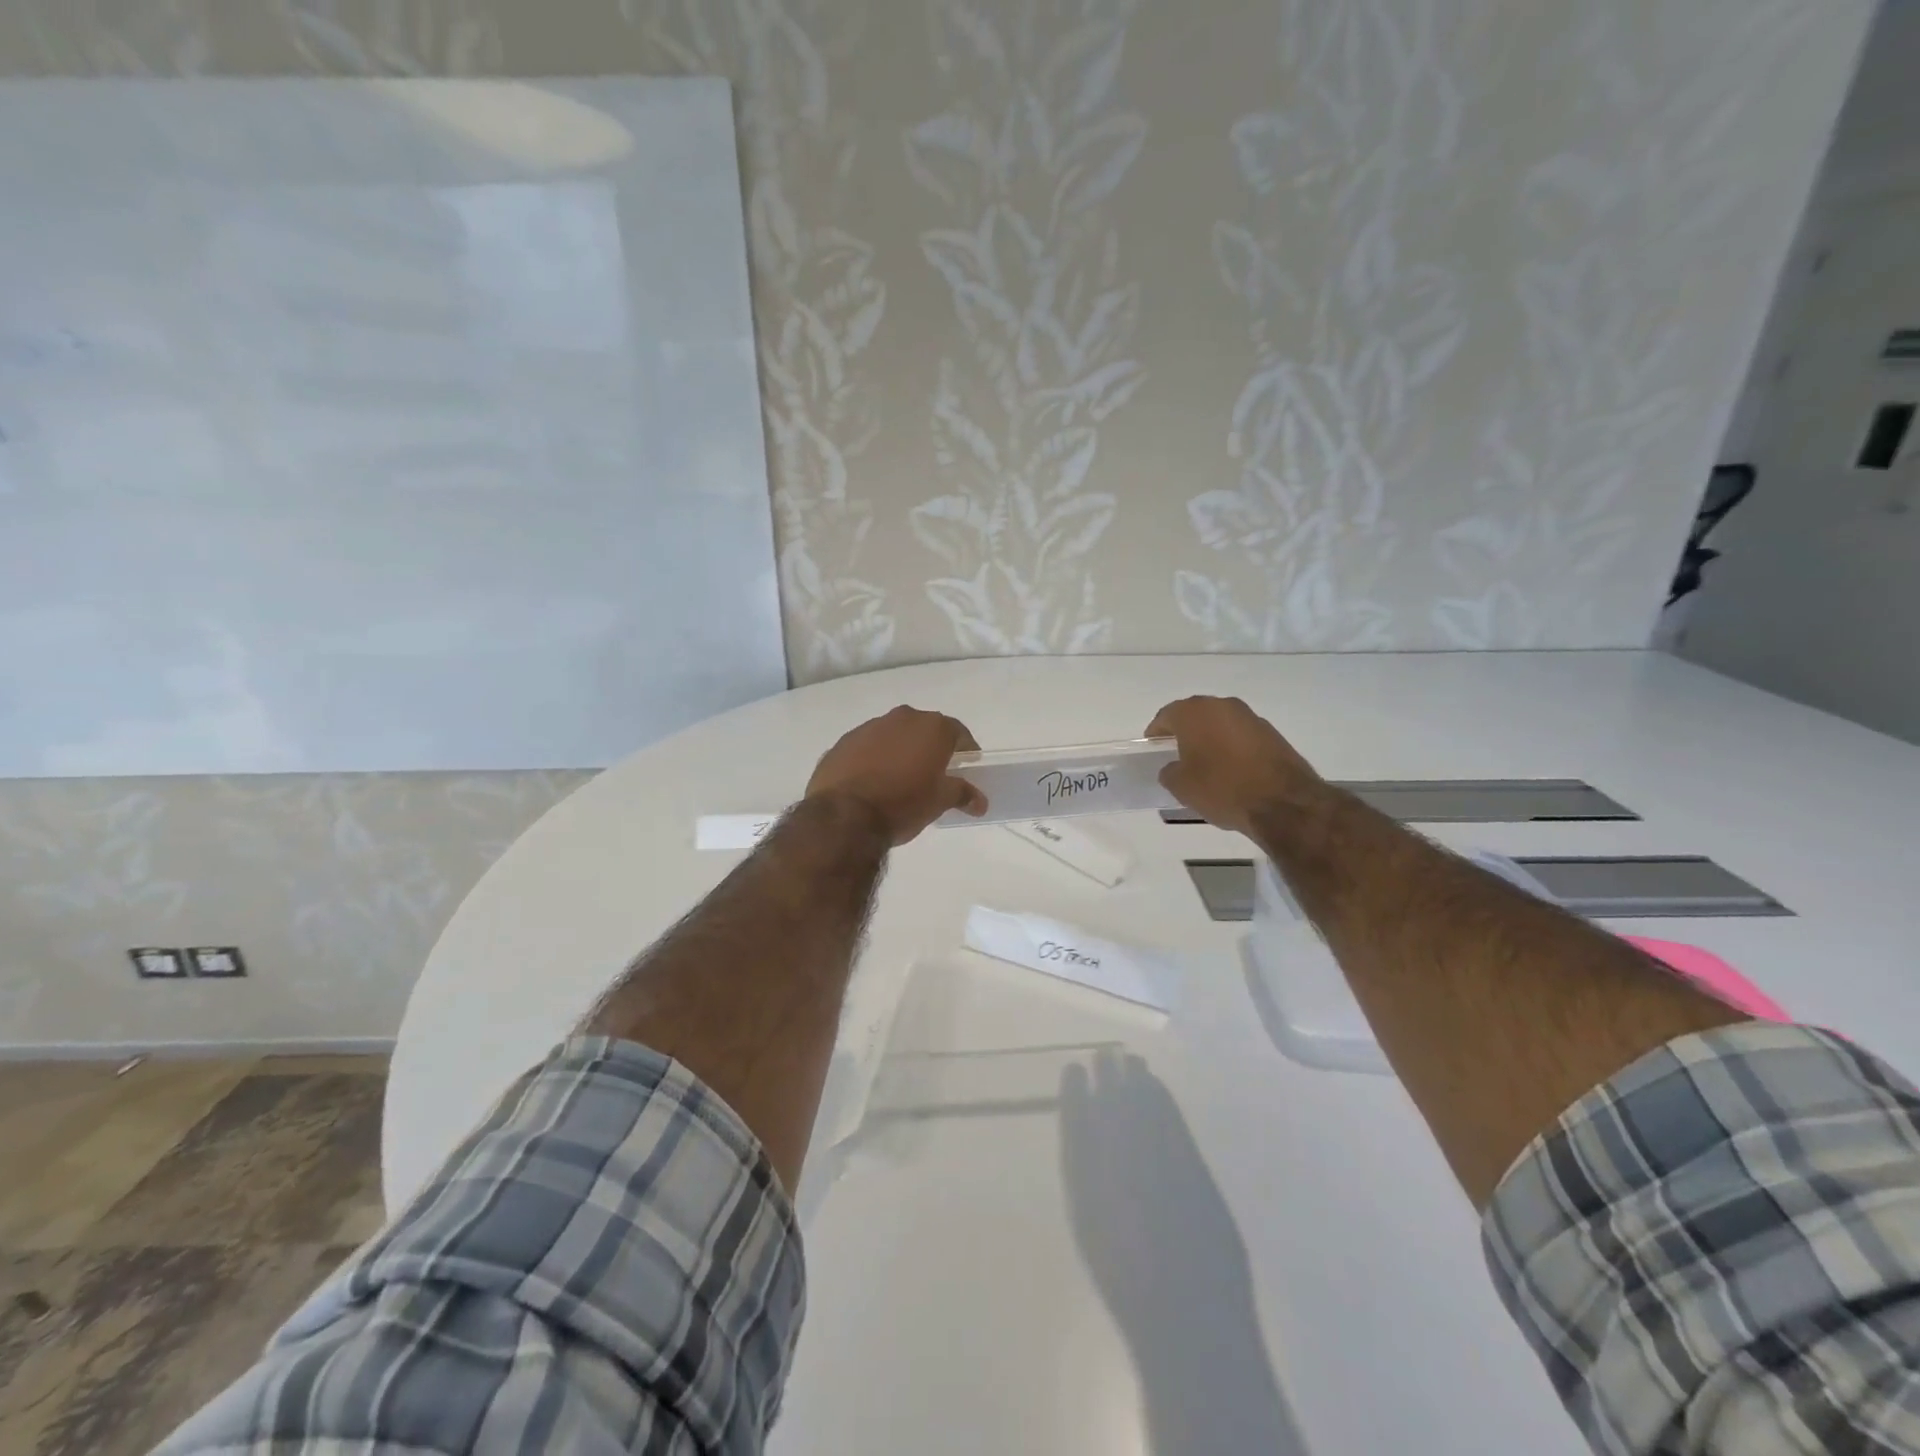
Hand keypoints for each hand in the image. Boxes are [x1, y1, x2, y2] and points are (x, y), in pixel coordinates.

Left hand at [805, 705, 987, 844]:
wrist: (844, 815)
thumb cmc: (903, 804)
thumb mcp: (939, 801)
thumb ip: (962, 794)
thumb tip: (980, 801)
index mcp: (931, 728)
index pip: (957, 732)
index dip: (965, 748)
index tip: (967, 764)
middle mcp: (901, 718)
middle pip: (923, 729)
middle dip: (930, 747)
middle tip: (934, 772)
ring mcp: (868, 727)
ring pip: (893, 735)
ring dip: (899, 751)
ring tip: (900, 779)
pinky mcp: (842, 742)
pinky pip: (866, 747)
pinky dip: (873, 758)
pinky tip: (872, 782)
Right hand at [1144, 696, 1322, 835]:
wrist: (1283, 802)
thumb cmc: (1222, 788)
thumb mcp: (1182, 787)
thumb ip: (1170, 772)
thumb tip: (1173, 767)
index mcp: (1195, 713)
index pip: (1167, 716)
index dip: (1156, 732)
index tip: (1153, 747)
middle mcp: (1222, 706)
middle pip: (1195, 715)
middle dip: (1184, 731)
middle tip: (1176, 753)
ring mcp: (1250, 717)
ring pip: (1220, 723)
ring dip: (1210, 738)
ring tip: (1205, 763)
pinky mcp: (1272, 733)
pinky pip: (1241, 735)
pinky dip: (1231, 746)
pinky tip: (1230, 769)